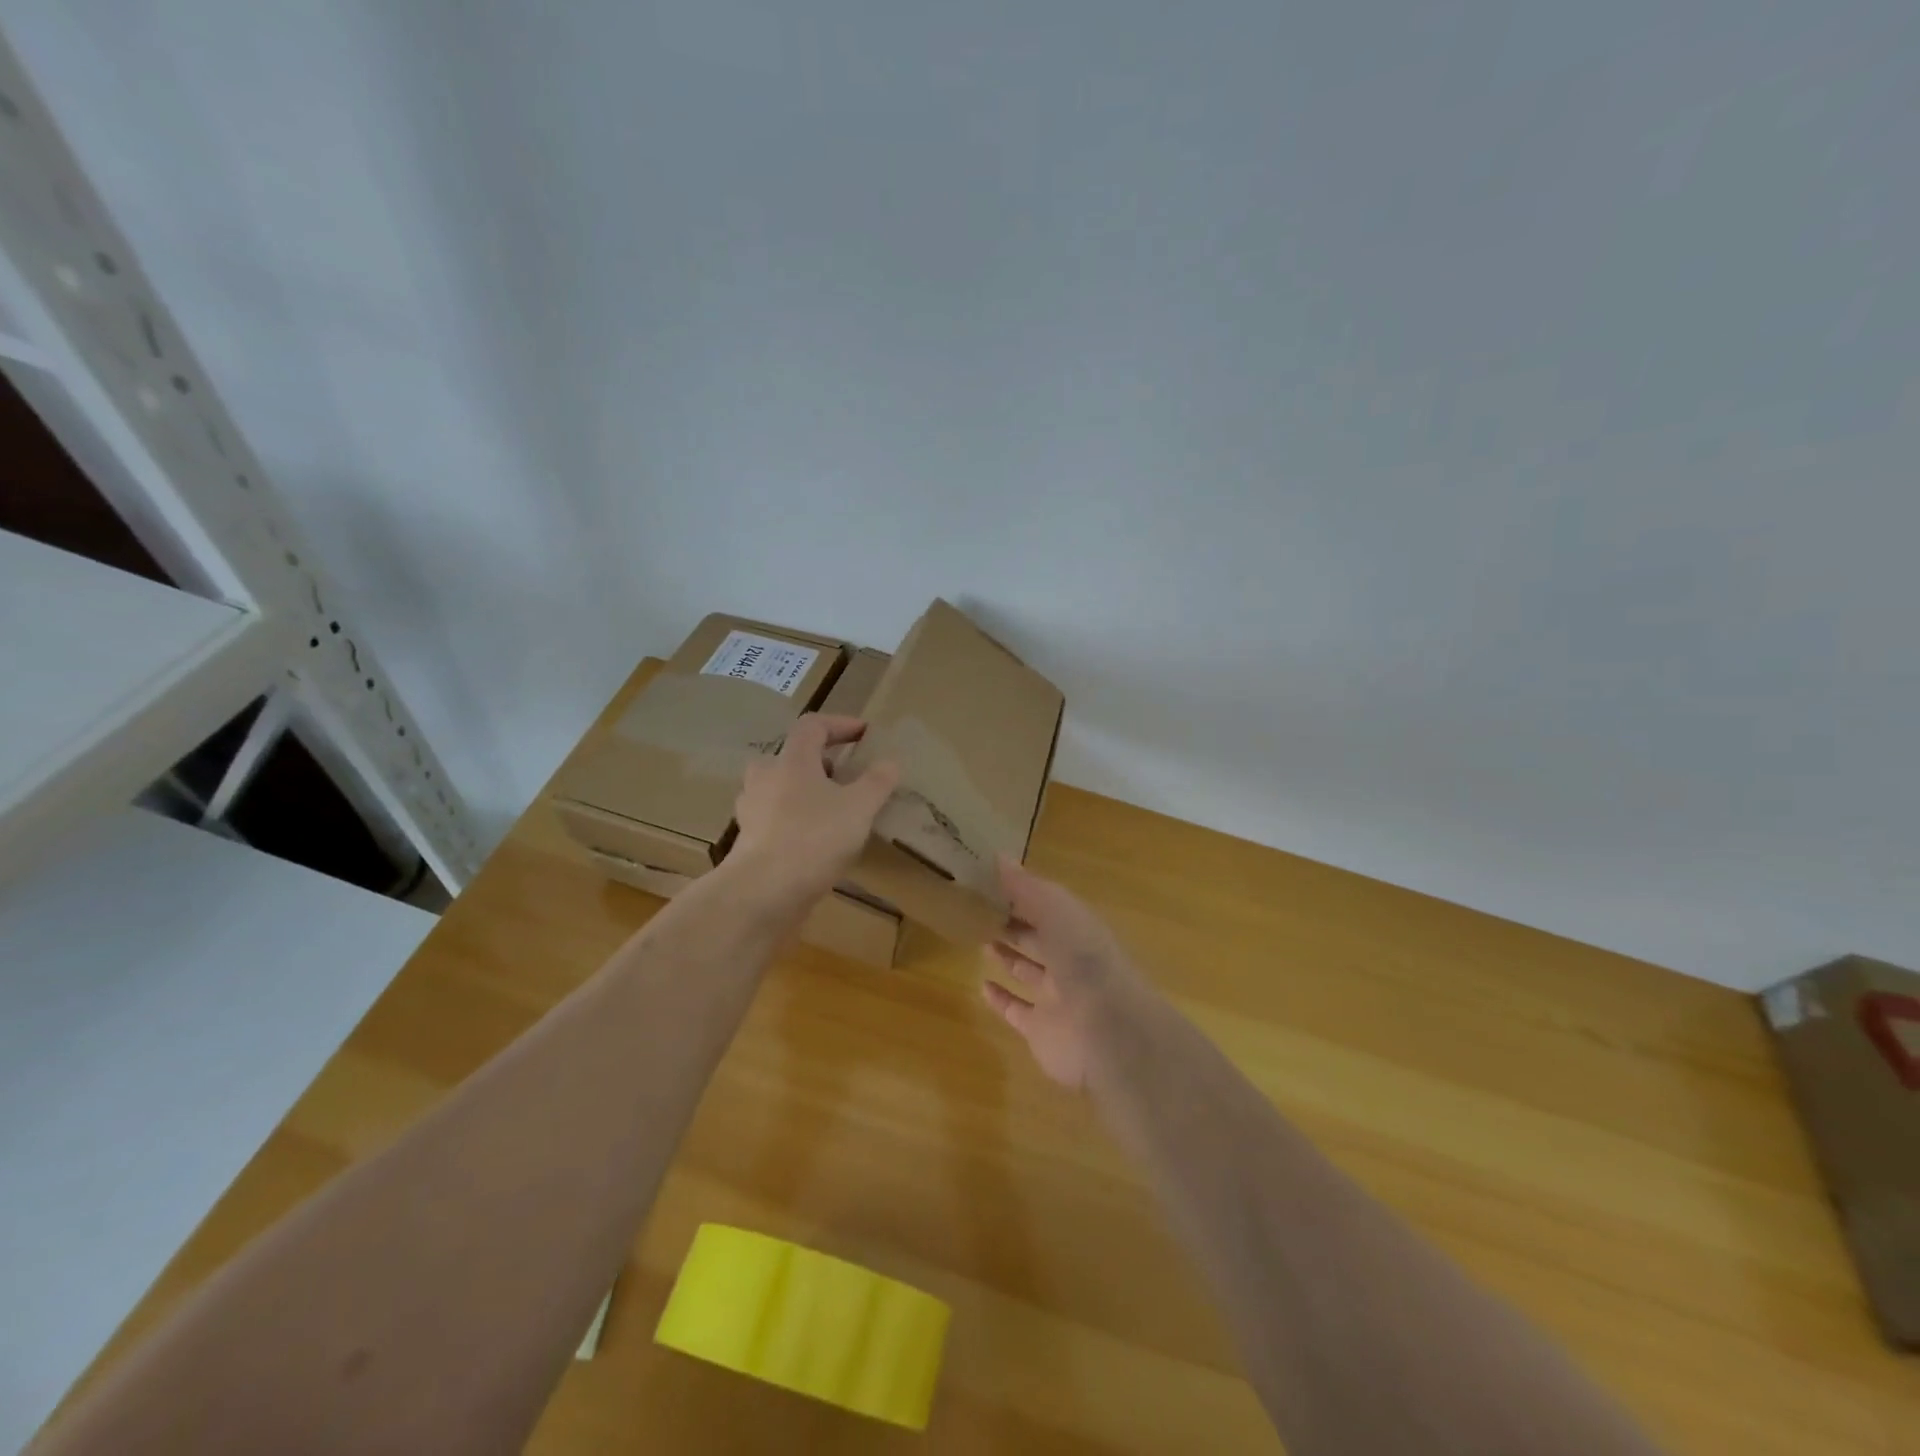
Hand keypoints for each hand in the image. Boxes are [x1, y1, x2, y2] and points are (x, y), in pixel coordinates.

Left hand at [730, 714, 899, 904]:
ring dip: (805, 792)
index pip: (812, 726)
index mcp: (792, 760)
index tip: (864, 734)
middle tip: (844, 776)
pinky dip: (794, 821)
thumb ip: (876, 782)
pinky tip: (815, 842)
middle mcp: (765, 777)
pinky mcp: (748, 840)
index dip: (840, 724)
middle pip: (791, 756)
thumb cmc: (814, 838)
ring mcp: (751, 809)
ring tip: (833, 811)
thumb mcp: (859, 808)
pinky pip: (774, 819)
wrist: (763, 892)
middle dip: (819, 762)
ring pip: (780, 788)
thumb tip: (889, 762)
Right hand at [982, 857, 1156, 1088]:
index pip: (1045, 905)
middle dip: (1012, 922)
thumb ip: (1026, 886)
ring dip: (1007, 956)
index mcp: (1077, 928)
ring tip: (980, 939)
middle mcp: (1068, 960)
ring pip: (1027, 971)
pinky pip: (1016, 1010)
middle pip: (1036, 936)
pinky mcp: (1040, 1029)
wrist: (1108, 1031)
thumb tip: (998, 856)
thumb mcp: (1056, 909)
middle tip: (977, 908)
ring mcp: (1055, 996)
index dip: (1020, 893)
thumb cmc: (1084, 959)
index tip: (987, 880)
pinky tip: (982, 985)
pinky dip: (1000, 999)